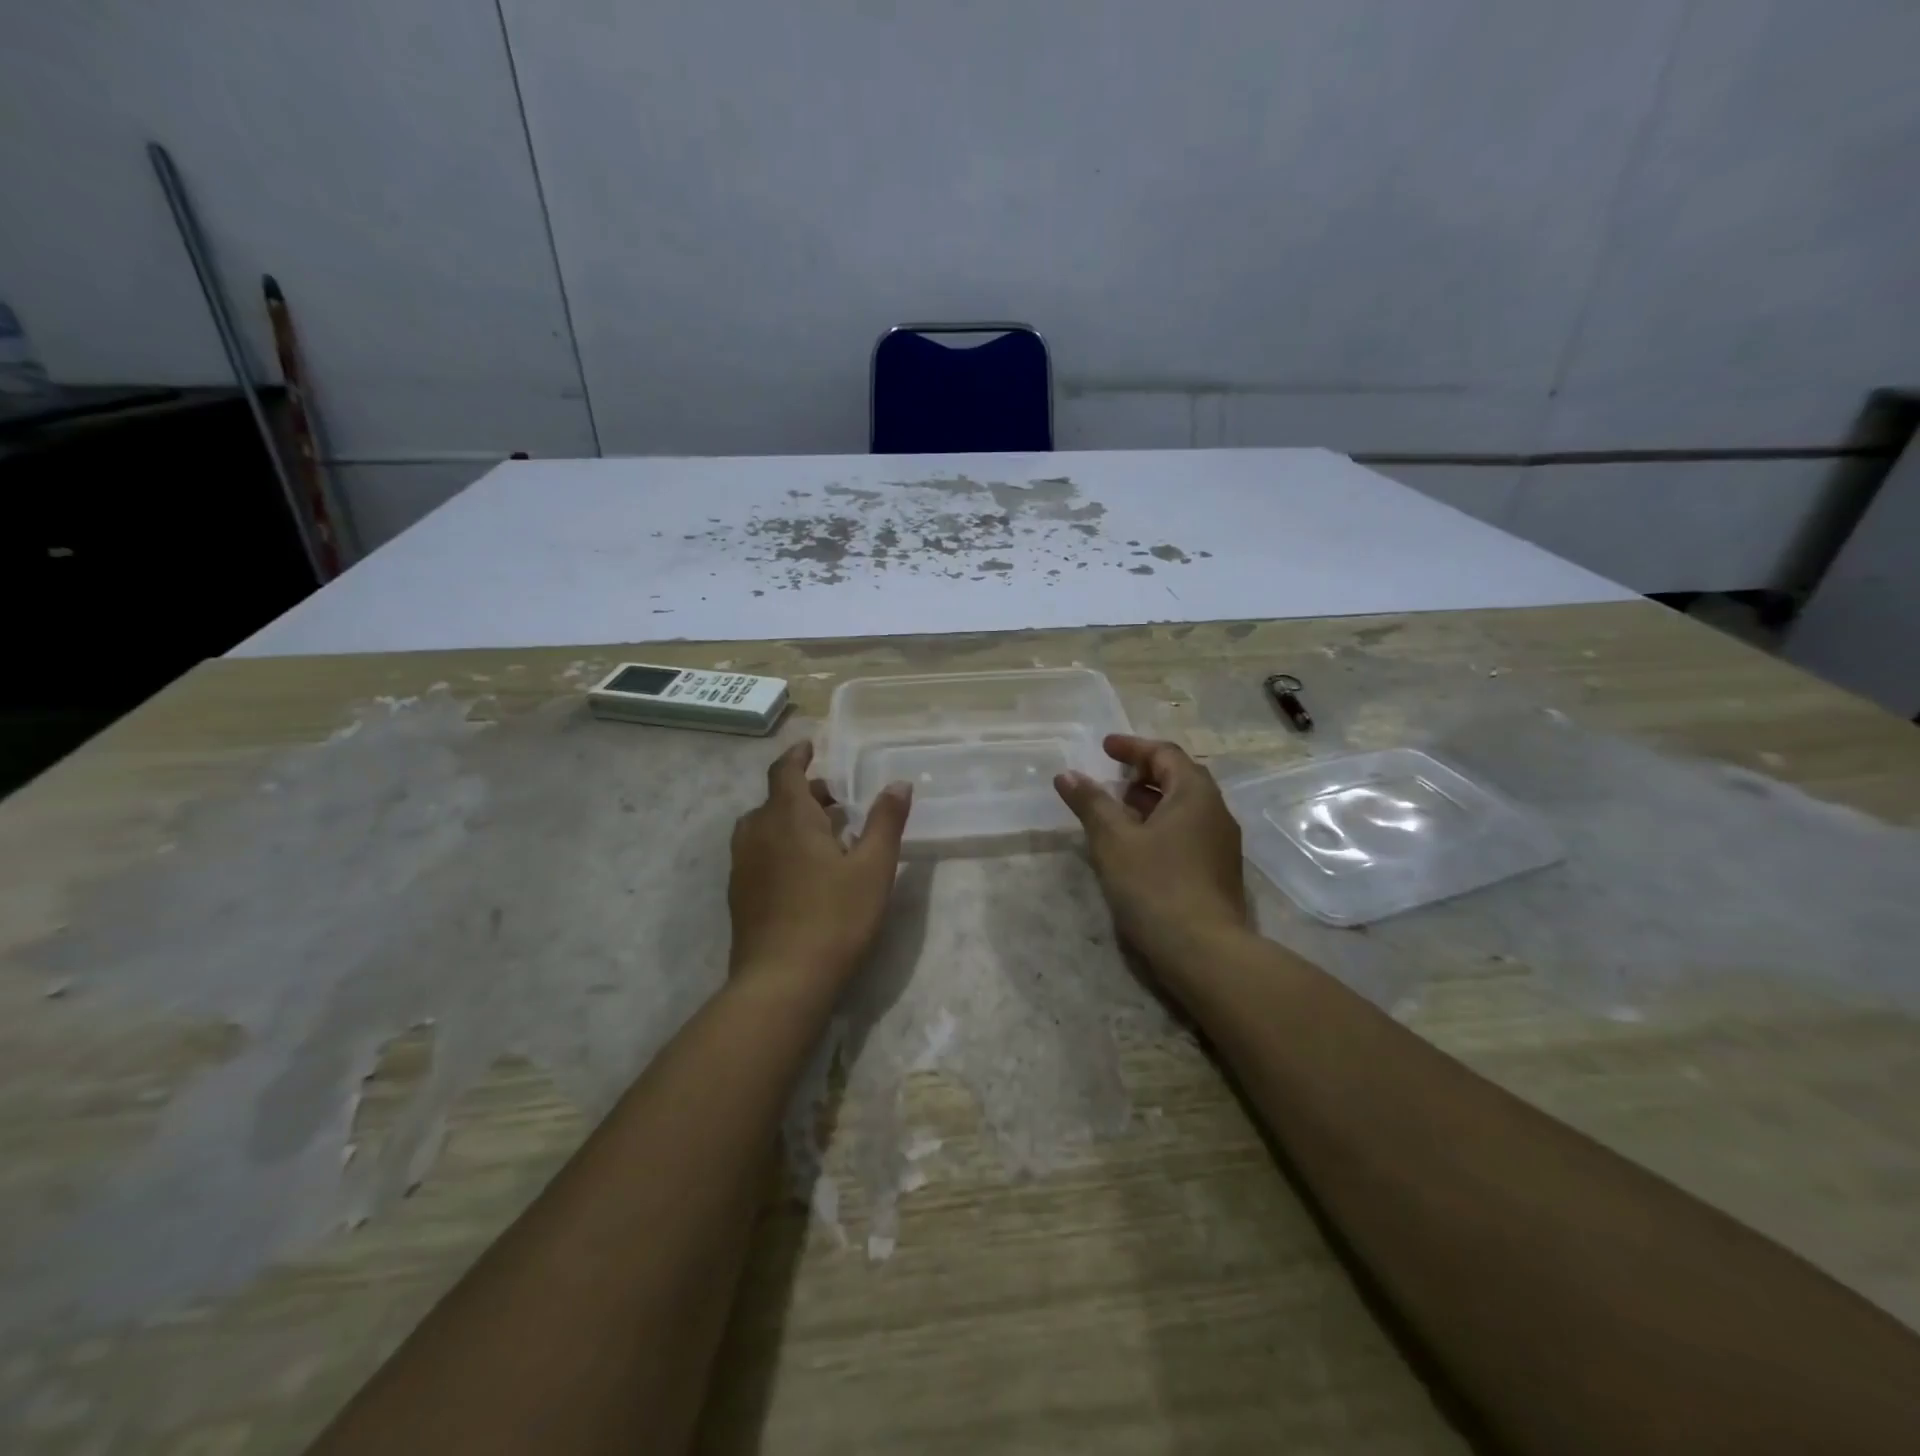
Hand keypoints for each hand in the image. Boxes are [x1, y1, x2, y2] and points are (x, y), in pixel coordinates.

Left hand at [728, 743, 911, 990]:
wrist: (782, 981)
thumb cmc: (834, 917)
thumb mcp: (873, 867)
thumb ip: (886, 821)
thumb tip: (898, 783)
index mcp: (788, 817)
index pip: (785, 771)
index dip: (798, 755)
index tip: (810, 747)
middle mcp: (757, 832)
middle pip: (776, 798)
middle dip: (805, 792)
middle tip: (836, 801)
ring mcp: (742, 864)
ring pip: (764, 826)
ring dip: (789, 819)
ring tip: (822, 835)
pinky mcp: (739, 894)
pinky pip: (757, 852)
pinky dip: (778, 845)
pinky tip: (802, 871)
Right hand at [1054, 735, 1247, 970]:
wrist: (1204, 952)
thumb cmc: (1156, 886)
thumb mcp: (1113, 841)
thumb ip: (1090, 803)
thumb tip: (1067, 775)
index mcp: (1195, 794)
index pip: (1164, 754)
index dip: (1132, 747)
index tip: (1104, 747)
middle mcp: (1215, 812)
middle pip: (1179, 778)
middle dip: (1143, 773)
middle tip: (1112, 777)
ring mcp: (1221, 844)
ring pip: (1184, 807)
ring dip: (1151, 801)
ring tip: (1118, 810)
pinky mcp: (1218, 871)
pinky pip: (1187, 831)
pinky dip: (1160, 825)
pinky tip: (1137, 846)